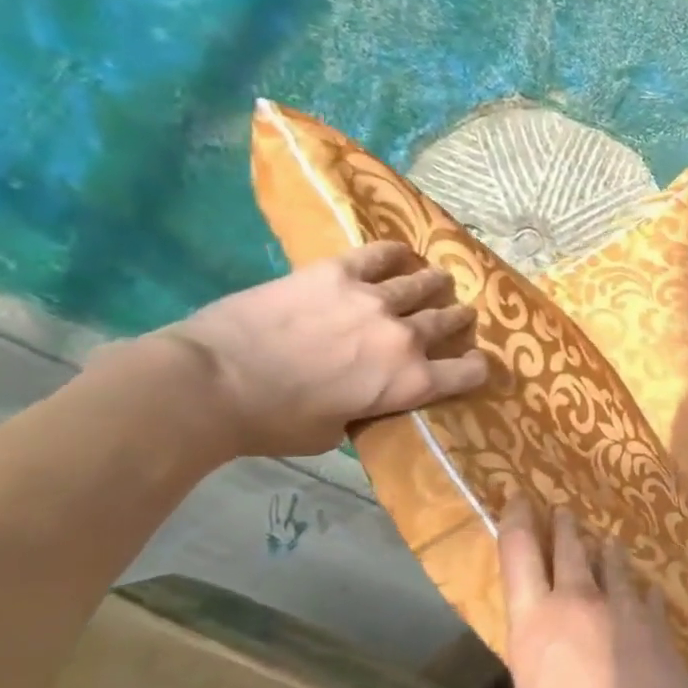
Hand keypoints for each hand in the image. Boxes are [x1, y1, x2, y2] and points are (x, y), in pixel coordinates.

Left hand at [138, 241, 489, 458]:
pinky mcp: (338, 273)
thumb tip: (367, 396)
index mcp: (410, 383)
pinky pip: (381, 254)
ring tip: (435, 282)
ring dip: (435, 285)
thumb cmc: (272, 423)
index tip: (471, 366)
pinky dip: (397, 254)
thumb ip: (366, 409)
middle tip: (455, 317)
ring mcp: (375, 300)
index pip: (471, 372)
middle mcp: (406, 337)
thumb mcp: (335, 433)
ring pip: (425, 283)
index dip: (477, 368)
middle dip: (458, 320)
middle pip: (451, 320)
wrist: (210, 383)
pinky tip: (402, 254)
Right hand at [497, 497, 687, 687]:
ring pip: (610, 561)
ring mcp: (623, 606)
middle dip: (564, 525)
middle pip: (569, 546)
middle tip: (561, 510)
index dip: (517, 521)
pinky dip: (635, 589)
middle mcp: (577, 602)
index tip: (519, 498)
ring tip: (603, 542)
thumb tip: (542, 686)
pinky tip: (638, 593)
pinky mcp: (657, 618)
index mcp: (533, 627)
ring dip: (604, 550)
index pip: (519, 555)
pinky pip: (642, 591)